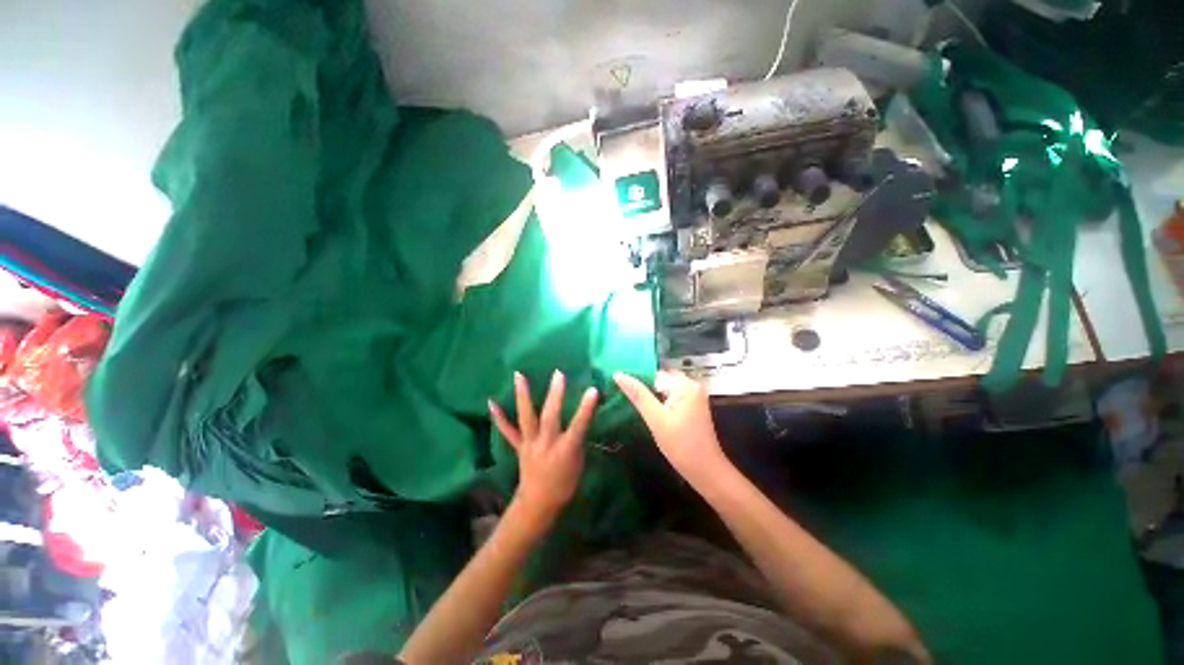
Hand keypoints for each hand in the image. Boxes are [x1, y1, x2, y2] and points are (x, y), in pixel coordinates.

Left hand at [489, 370, 597, 522]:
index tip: (592, 390)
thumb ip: (578, 439)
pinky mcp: (519, 446)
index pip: (578, 426)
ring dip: (523, 396)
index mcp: (566, 450)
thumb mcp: (579, 463)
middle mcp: (546, 444)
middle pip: (551, 417)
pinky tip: (491, 403)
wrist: (538, 504)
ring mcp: (530, 444)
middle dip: (555, 395)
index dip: (586, 408)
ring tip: (519, 376)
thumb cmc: (564, 484)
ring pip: (527, 418)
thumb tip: (580, 418)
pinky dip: (499, 418)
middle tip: (558, 374)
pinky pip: (508, 431)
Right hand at [613, 370, 729, 489]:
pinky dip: (660, 400)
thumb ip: (637, 395)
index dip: (637, 381)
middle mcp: (692, 384)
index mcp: (684, 385)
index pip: (654, 374)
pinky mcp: (693, 405)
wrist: (706, 471)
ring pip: (665, 387)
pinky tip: (650, 410)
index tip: (620, 388)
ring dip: (651, 394)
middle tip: (624, 396)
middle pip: (661, 378)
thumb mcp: (656, 419)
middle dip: (644, 386)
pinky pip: (672, 395)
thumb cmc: (681, 445)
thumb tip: (618, 374)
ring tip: (634, 403)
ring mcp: (694, 395)